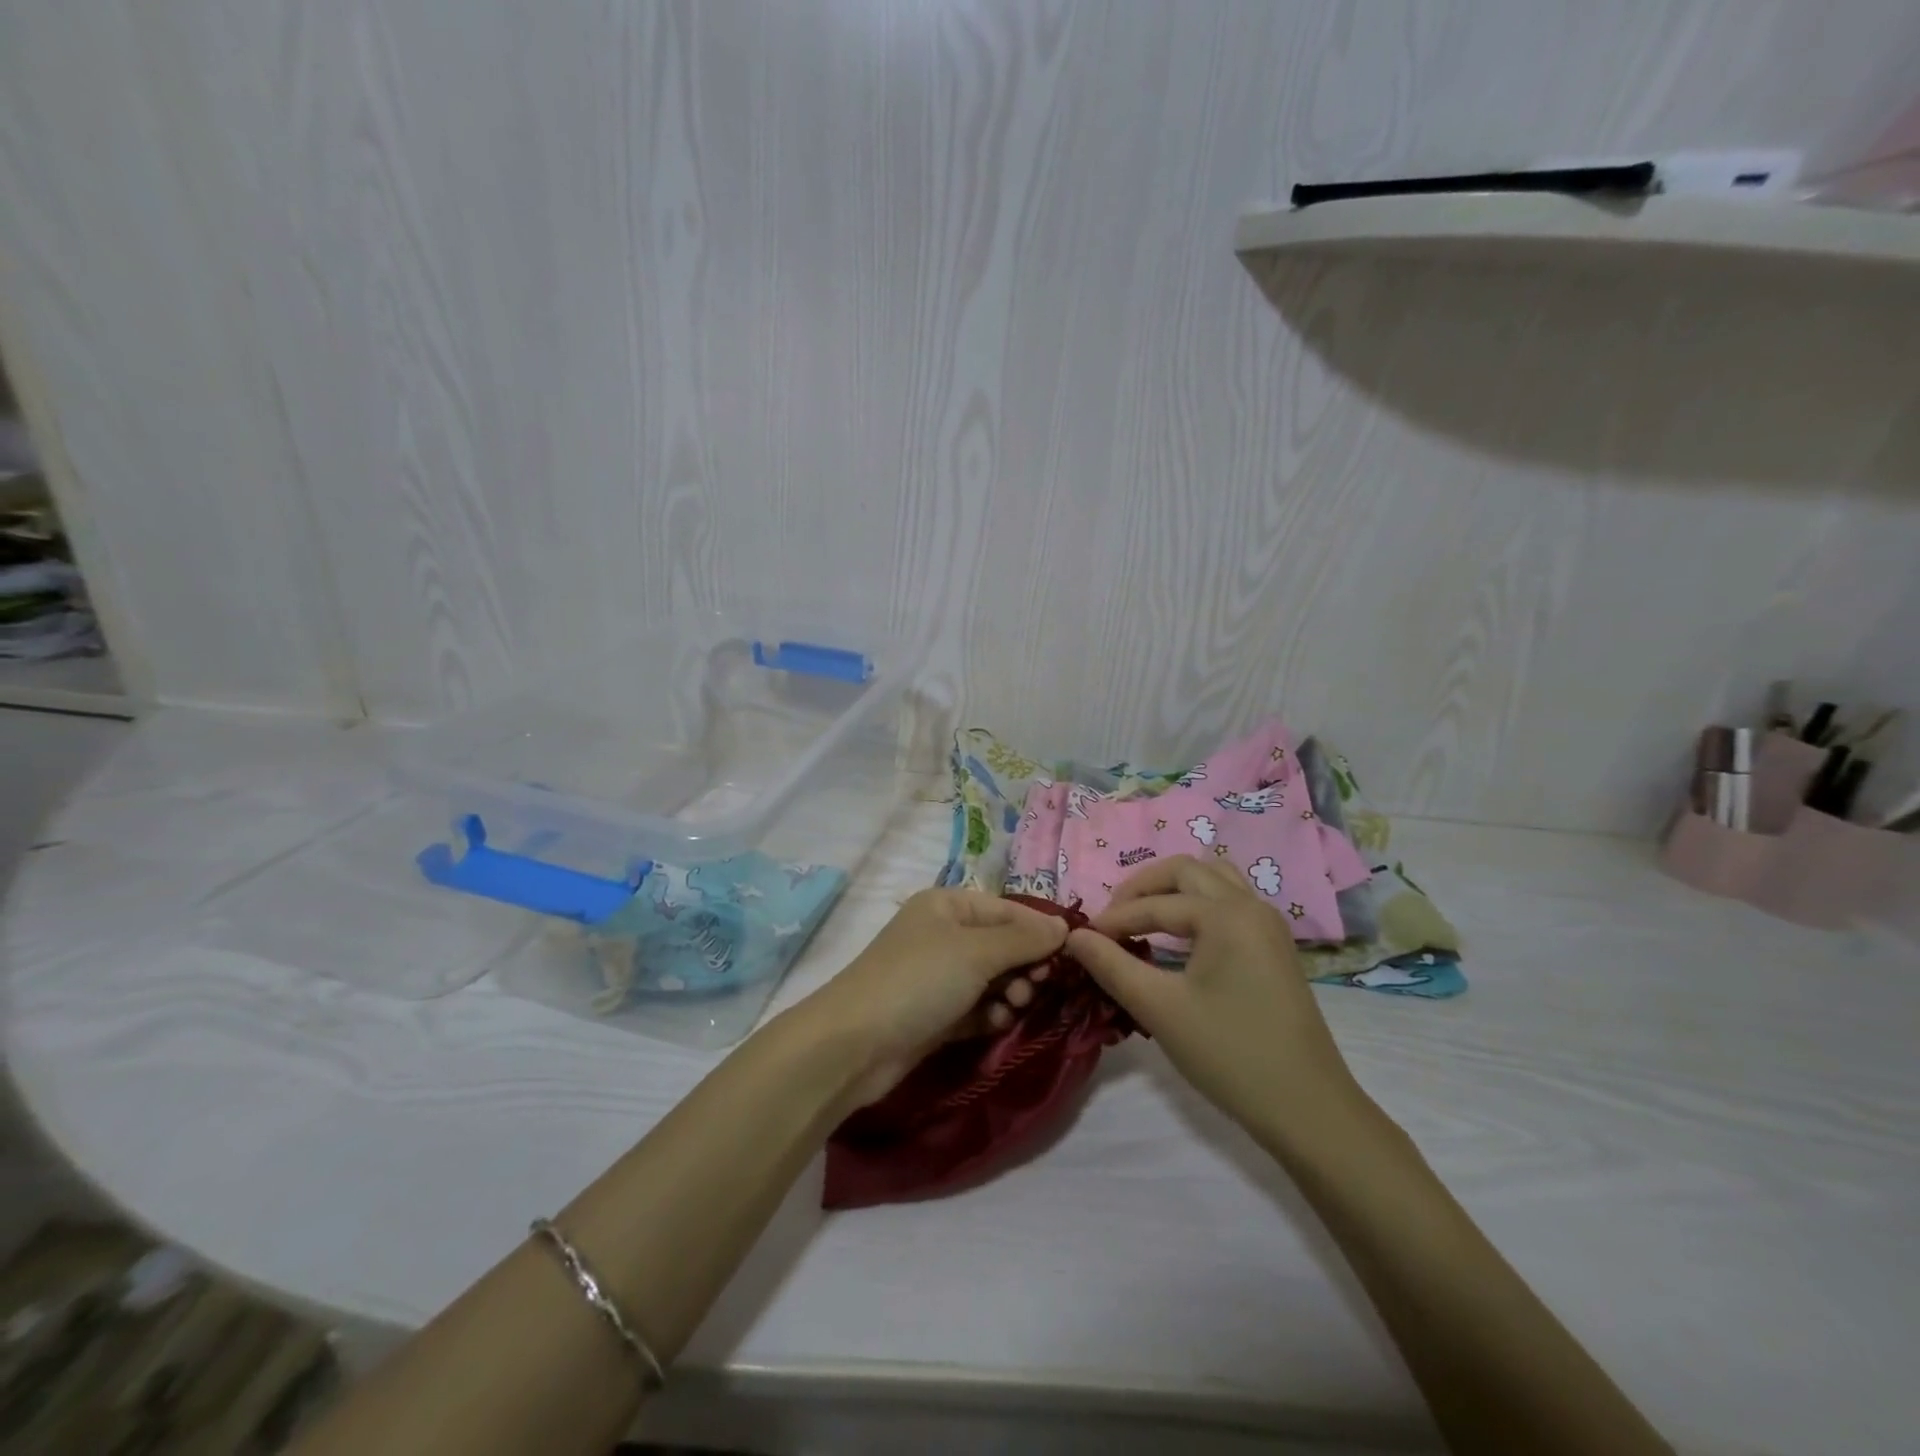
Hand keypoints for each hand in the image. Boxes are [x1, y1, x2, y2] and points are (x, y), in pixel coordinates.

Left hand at [804, 889, 1066, 1105]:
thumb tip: (1065, 926)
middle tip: (1037, 986)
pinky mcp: (936, 1014)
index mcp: (947, 905)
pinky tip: (997, 1023)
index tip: (1070, 956)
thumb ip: (1024, 939)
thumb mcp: (976, 952)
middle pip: (1002, 944)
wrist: (854, 1045)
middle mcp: (943, 934)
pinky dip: (992, 1014)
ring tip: (1015, 1006)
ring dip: (1011, 992)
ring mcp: (938, 976)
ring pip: (994, 979)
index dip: (1039, 930)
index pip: (1008, 910)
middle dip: (1025, 965)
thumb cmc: (918, 981)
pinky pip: (978, 1007)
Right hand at [1066, 856, 1364, 1145]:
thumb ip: (1112, 965)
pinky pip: (1230, 903)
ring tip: (1142, 919)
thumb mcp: (1160, 1009)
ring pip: (1213, 881)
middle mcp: (1251, 906)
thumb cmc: (1230, 1055)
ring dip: (1173, 890)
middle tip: (1111, 920)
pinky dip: (1197, 906)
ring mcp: (1268, 926)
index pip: (1155, 904)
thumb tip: (1074, 937)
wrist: (1308, 1109)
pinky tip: (1178, 939)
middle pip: (1186, 872)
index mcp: (1226, 914)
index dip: (1114, 919)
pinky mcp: (1274, 948)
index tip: (1081, 940)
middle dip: (1142, 889)